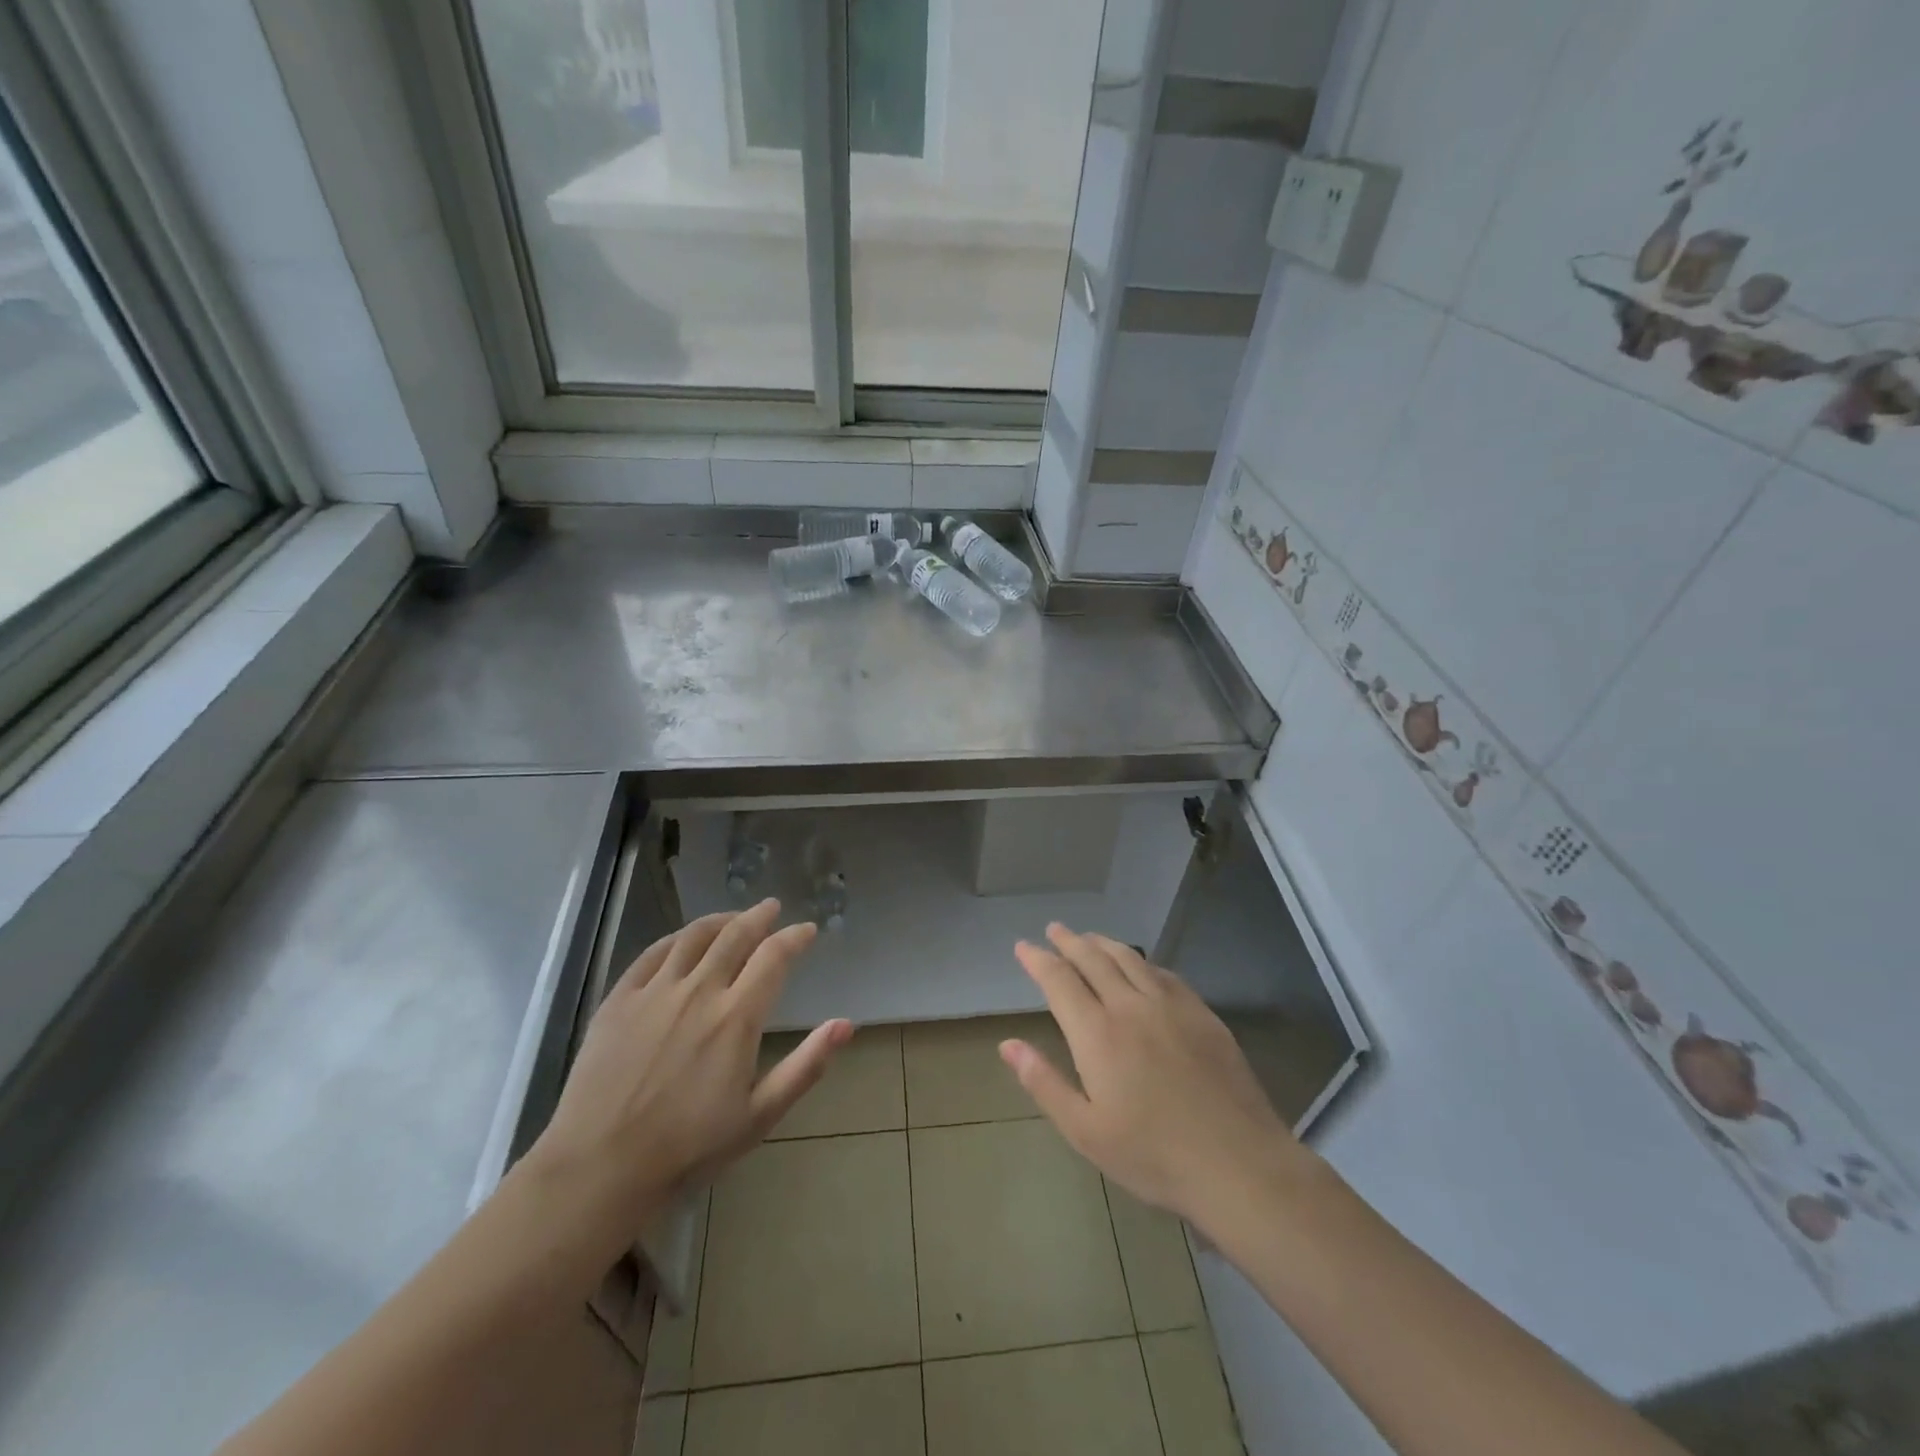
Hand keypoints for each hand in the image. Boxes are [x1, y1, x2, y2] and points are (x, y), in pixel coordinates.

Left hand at [524, 901, 850, 1254]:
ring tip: (733, 917)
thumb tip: (845, 1024)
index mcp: (736, 1017)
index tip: (807, 930)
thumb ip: (806, 1066)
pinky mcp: (618, 999)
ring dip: (720, 920)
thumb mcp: (759, 1116)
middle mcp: (699, 991)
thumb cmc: (688, 1147)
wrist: (599, 1167)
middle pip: (735, 935)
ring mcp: (654, 991)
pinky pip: (652, 953)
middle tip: (771, 907)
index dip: (794, 937)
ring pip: (693, 936)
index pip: (774, 957)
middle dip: (759, 916)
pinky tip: (683, 940)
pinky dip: (676, 938)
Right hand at [1000, 924, 1316, 1230]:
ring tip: (1089, 937)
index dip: (1038, 960)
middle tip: (1055, 929)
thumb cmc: (1153, 1155)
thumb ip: (1044, 1083)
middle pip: (1093, 959)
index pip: (1059, 980)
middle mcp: (1130, 1006)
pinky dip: (1142, 961)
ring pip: (1130, 958)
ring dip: (1103, 943)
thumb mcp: (1085, 1132)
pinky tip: (1141, 966)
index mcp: (1097, 1033)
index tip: (1023, 946)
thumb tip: (1007, 1045)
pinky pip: (1164, 973)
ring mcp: (1170, 1005)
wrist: (1237, 1163)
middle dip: (1069, 941)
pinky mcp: (1202, 1013)